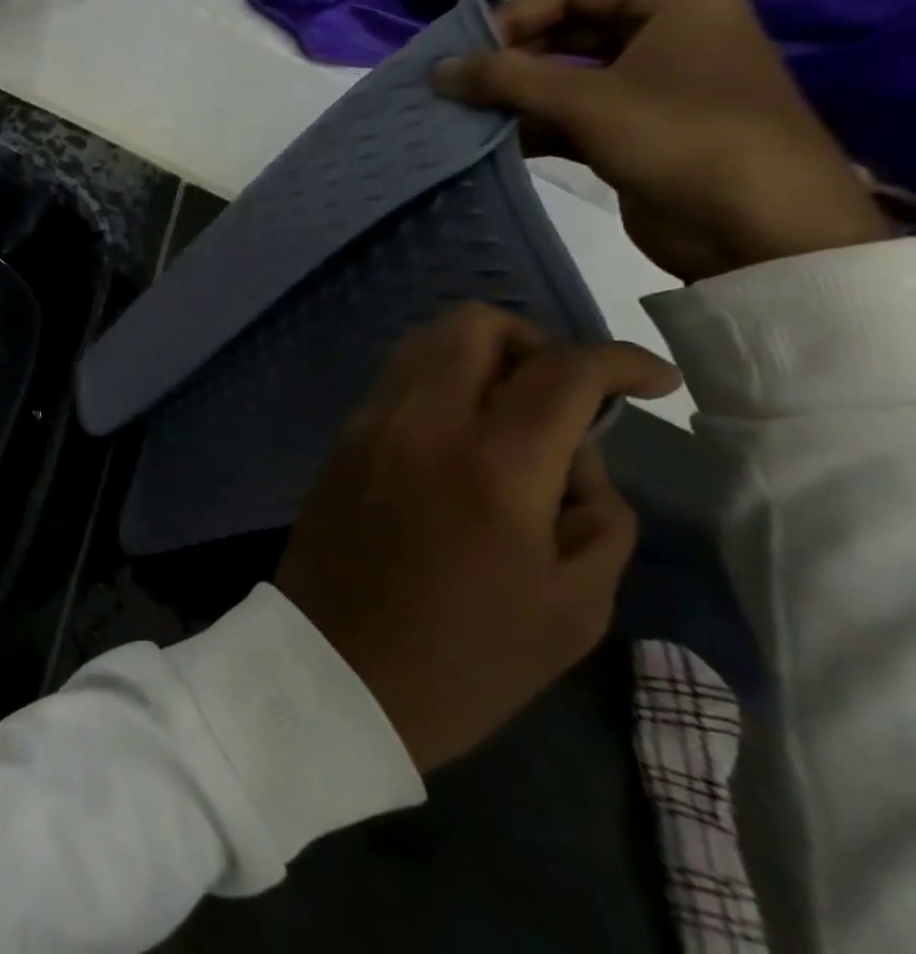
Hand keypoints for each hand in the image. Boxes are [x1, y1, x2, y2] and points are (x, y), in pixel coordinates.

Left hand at [274, 303, 682, 772]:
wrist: (337, 664)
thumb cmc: (468, 655)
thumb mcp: (575, 602)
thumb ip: (598, 510)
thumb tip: (576, 451)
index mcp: (491, 464)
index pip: (561, 370)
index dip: (620, 361)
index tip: (652, 380)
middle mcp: (419, 421)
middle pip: (471, 324)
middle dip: (532, 340)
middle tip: (566, 391)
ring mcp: (367, 422)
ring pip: (422, 343)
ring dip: (477, 355)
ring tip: (513, 411)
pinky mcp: (339, 437)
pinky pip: (393, 380)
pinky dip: (435, 382)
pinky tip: (460, 433)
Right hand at [430, 0, 891, 281]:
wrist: (759, 229)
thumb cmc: (680, 138)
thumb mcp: (585, 99)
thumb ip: (504, 78)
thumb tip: (436, 69)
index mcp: (677, 7)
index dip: (517, 15)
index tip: (470, 54)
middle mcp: (666, 39)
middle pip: (566, 32)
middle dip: (507, 59)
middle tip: (456, 86)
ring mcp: (650, 90)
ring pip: (563, 79)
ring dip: (511, 97)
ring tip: (460, 116)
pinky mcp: (634, 134)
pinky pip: (569, 117)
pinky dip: (529, 126)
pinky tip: (487, 142)